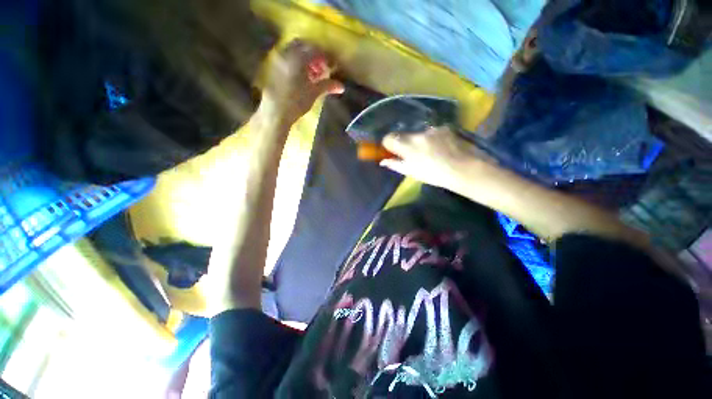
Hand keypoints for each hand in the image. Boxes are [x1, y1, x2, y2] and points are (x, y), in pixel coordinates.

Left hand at [259, 39, 343, 126]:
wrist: (276, 112)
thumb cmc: (297, 101)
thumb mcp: (314, 93)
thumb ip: (328, 85)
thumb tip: (341, 86)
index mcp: (298, 57)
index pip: (316, 50)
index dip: (326, 57)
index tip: (332, 65)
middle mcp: (287, 53)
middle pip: (303, 46)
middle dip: (314, 54)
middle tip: (322, 68)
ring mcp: (278, 60)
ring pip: (294, 51)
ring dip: (305, 59)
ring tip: (313, 74)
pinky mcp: (273, 68)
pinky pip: (287, 58)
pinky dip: (296, 63)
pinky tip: (302, 77)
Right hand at [380, 126, 490, 191]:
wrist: (464, 169)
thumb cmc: (435, 175)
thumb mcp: (412, 173)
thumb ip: (396, 165)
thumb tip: (383, 161)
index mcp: (408, 146)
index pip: (389, 138)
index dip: (388, 144)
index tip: (391, 150)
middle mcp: (418, 134)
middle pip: (403, 135)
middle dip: (404, 143)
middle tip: (412, 154)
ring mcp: (432, 129)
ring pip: (418, 134)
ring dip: (419, 141)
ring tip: (430, 152)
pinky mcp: (444, 128)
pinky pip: (432, 132)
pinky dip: (432, 138)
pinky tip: (441, 147)